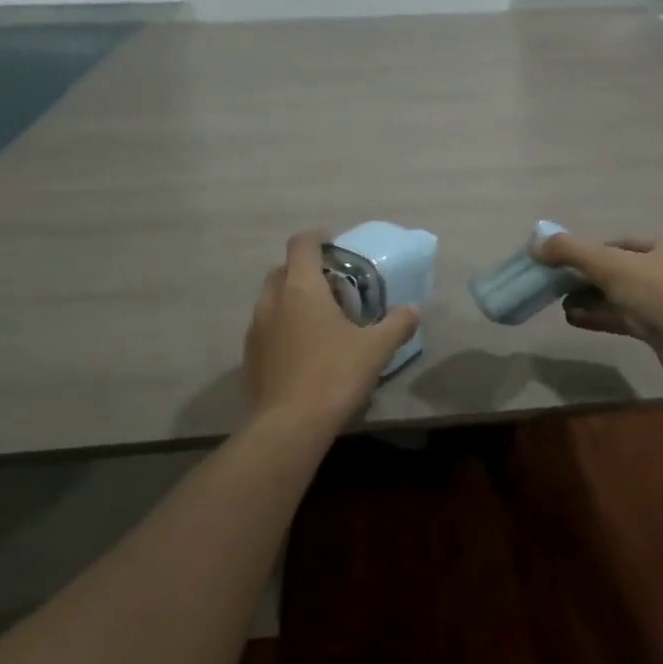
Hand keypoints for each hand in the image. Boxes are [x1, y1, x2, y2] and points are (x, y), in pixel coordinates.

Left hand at [244, 230, 419, 430]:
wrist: (289, 425)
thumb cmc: (335, 374)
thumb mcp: (376, 348)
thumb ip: (397, 324)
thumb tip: (413, 310)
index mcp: (301, 287)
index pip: (302, 244)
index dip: (317, 237)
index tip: (333, 243)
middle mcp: (272, 300)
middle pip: (283, 269)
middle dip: (306, 271)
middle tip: (333, 288)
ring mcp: (256, 329)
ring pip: (272, 299)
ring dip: (292, 299)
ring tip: (319, 320)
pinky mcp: (249, 356)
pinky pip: (266, 327)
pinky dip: (282, 326)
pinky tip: (303, 350)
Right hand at [533, 233, 662, 389]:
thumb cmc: (661, 291)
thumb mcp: (611, 264)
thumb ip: (572, 251)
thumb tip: (535, 243)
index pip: (624, 244)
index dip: (592, 252)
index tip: (564, 262)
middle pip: (623, 271)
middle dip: (589, 280)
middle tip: (559, 286)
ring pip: (625, 297)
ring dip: (593, 300)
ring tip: (561, 305)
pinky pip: (629, 319)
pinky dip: (603, 317)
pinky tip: (575, 320)